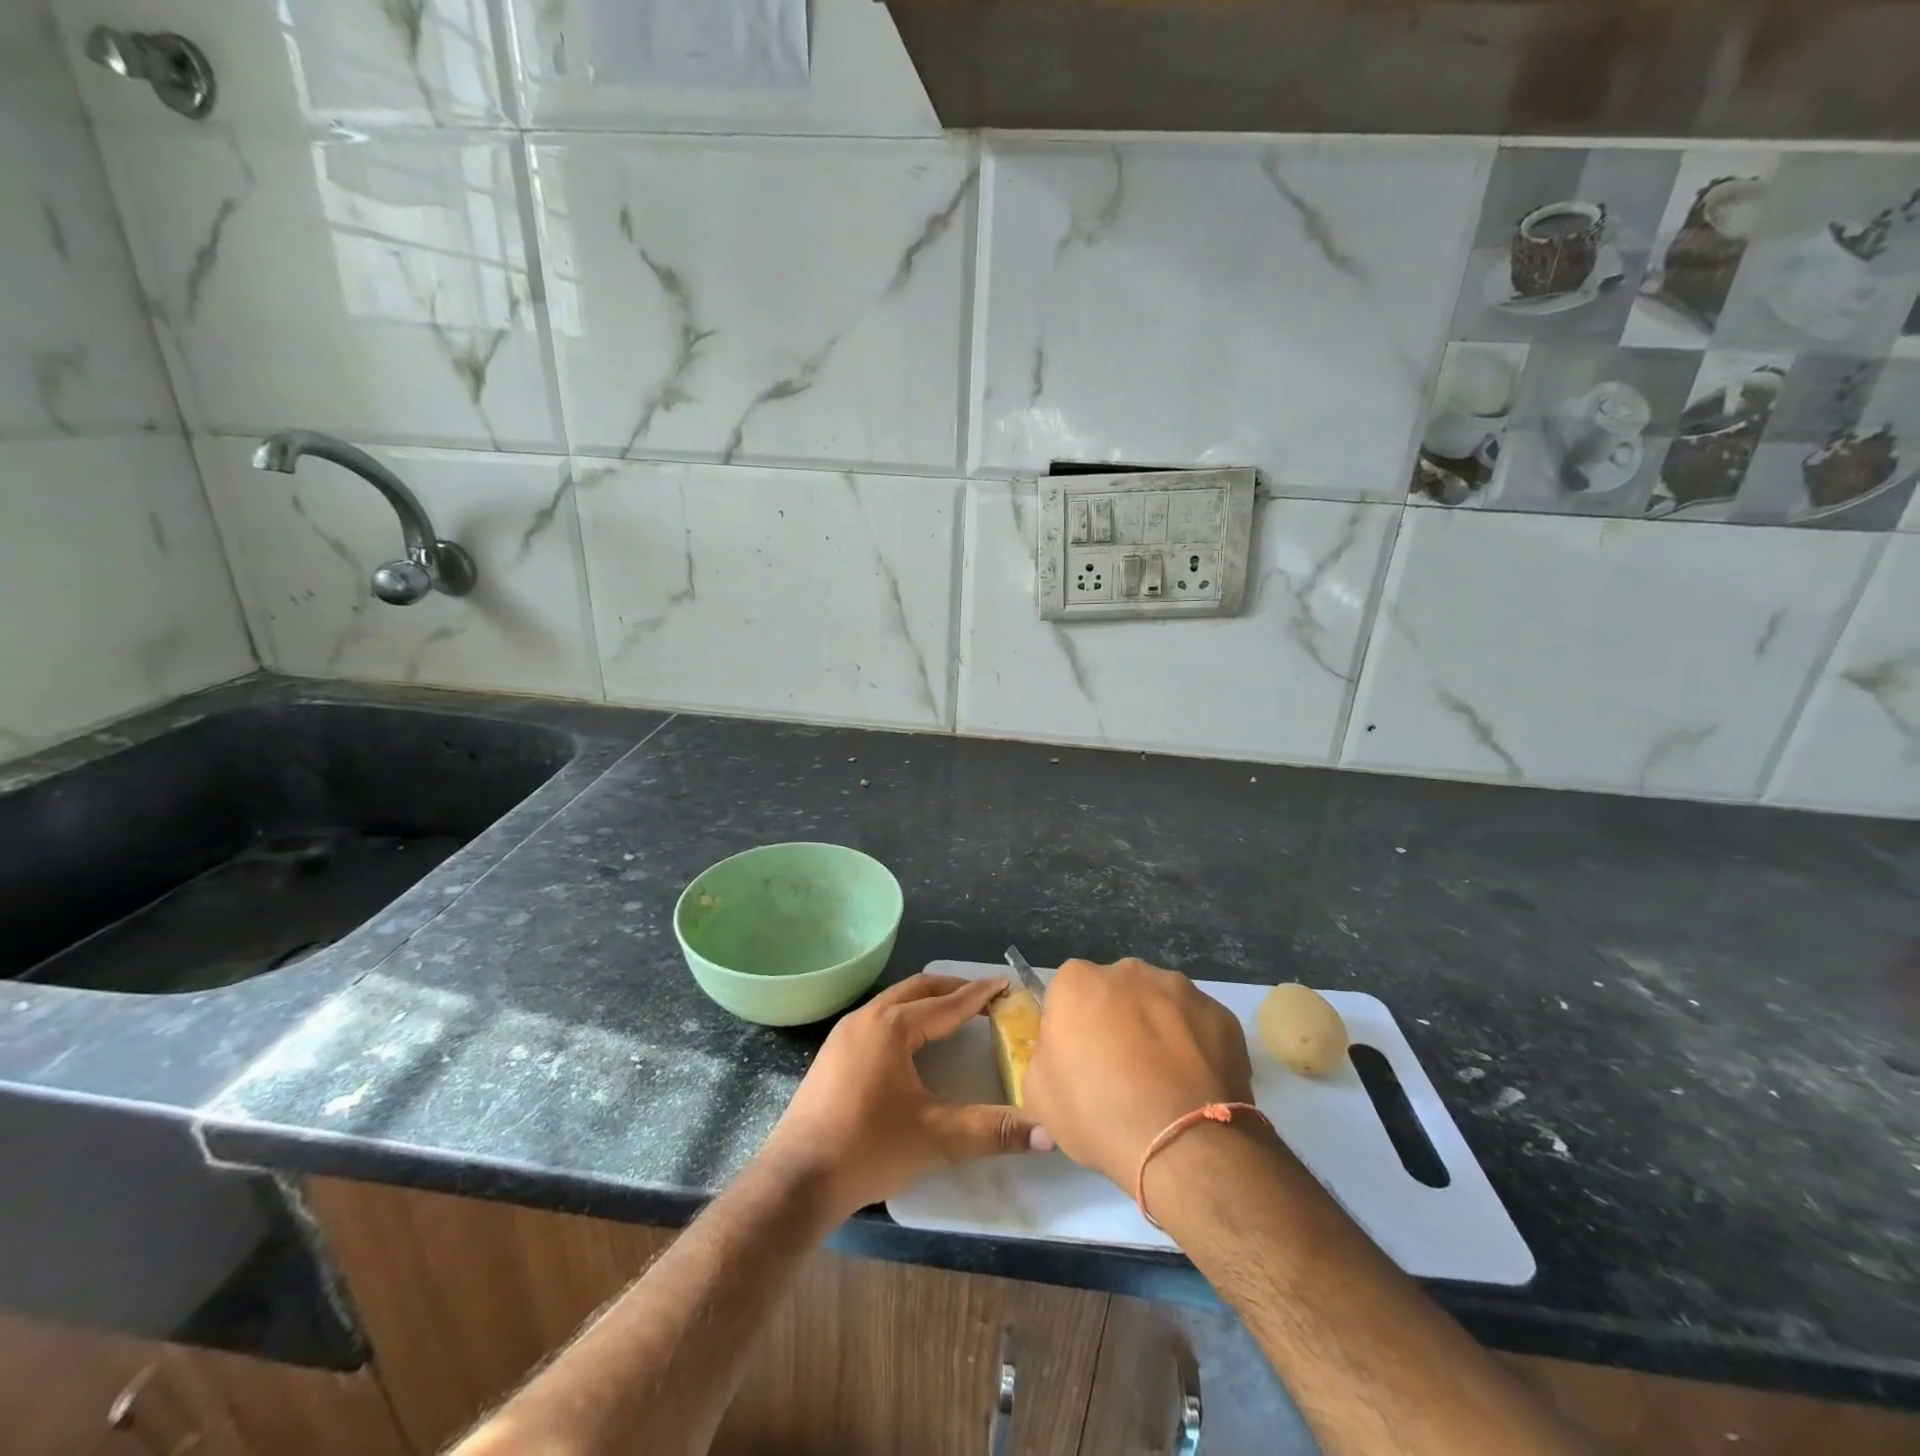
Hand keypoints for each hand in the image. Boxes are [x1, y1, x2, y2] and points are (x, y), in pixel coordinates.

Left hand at [761, 974, 1051, 1219]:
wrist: (797, 1180)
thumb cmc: (869, 1147)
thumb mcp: (937, 1137)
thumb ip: (992, 1131)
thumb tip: (1047, 1134)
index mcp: (893, 1026)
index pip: (948, 1003)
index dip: (980, 995)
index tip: (1005, 986)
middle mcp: (867, 1018)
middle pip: (918, 989)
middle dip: (953, 989)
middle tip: (984, 996)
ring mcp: (845, 1034)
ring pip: (894, 1002)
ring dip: (926, 1001)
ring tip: (953, 1012)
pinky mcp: (833, 1054)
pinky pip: (878, 1019)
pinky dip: (905, 1017)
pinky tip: (913, 1043)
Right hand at [1023, 957, 1256, 1189]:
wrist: (1182, 1144)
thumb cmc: (1098, 1113)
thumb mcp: (1039, 1096)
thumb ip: (1043, 1060)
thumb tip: (1059, 1058)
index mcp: (1078, 981)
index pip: (1067, 995)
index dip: (1071, 1028)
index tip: (1078, 1062)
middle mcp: (1129, 971)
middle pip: (1115, 993)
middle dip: (1116, 1021)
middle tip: (1120, 1072)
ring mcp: (1181, 989)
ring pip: (1159, 1005)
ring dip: (1157, 1030)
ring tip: (1163, 1082)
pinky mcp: (1221, 1014)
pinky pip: (1198, 1026)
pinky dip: (1195, 1047)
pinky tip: (1193, 1085)